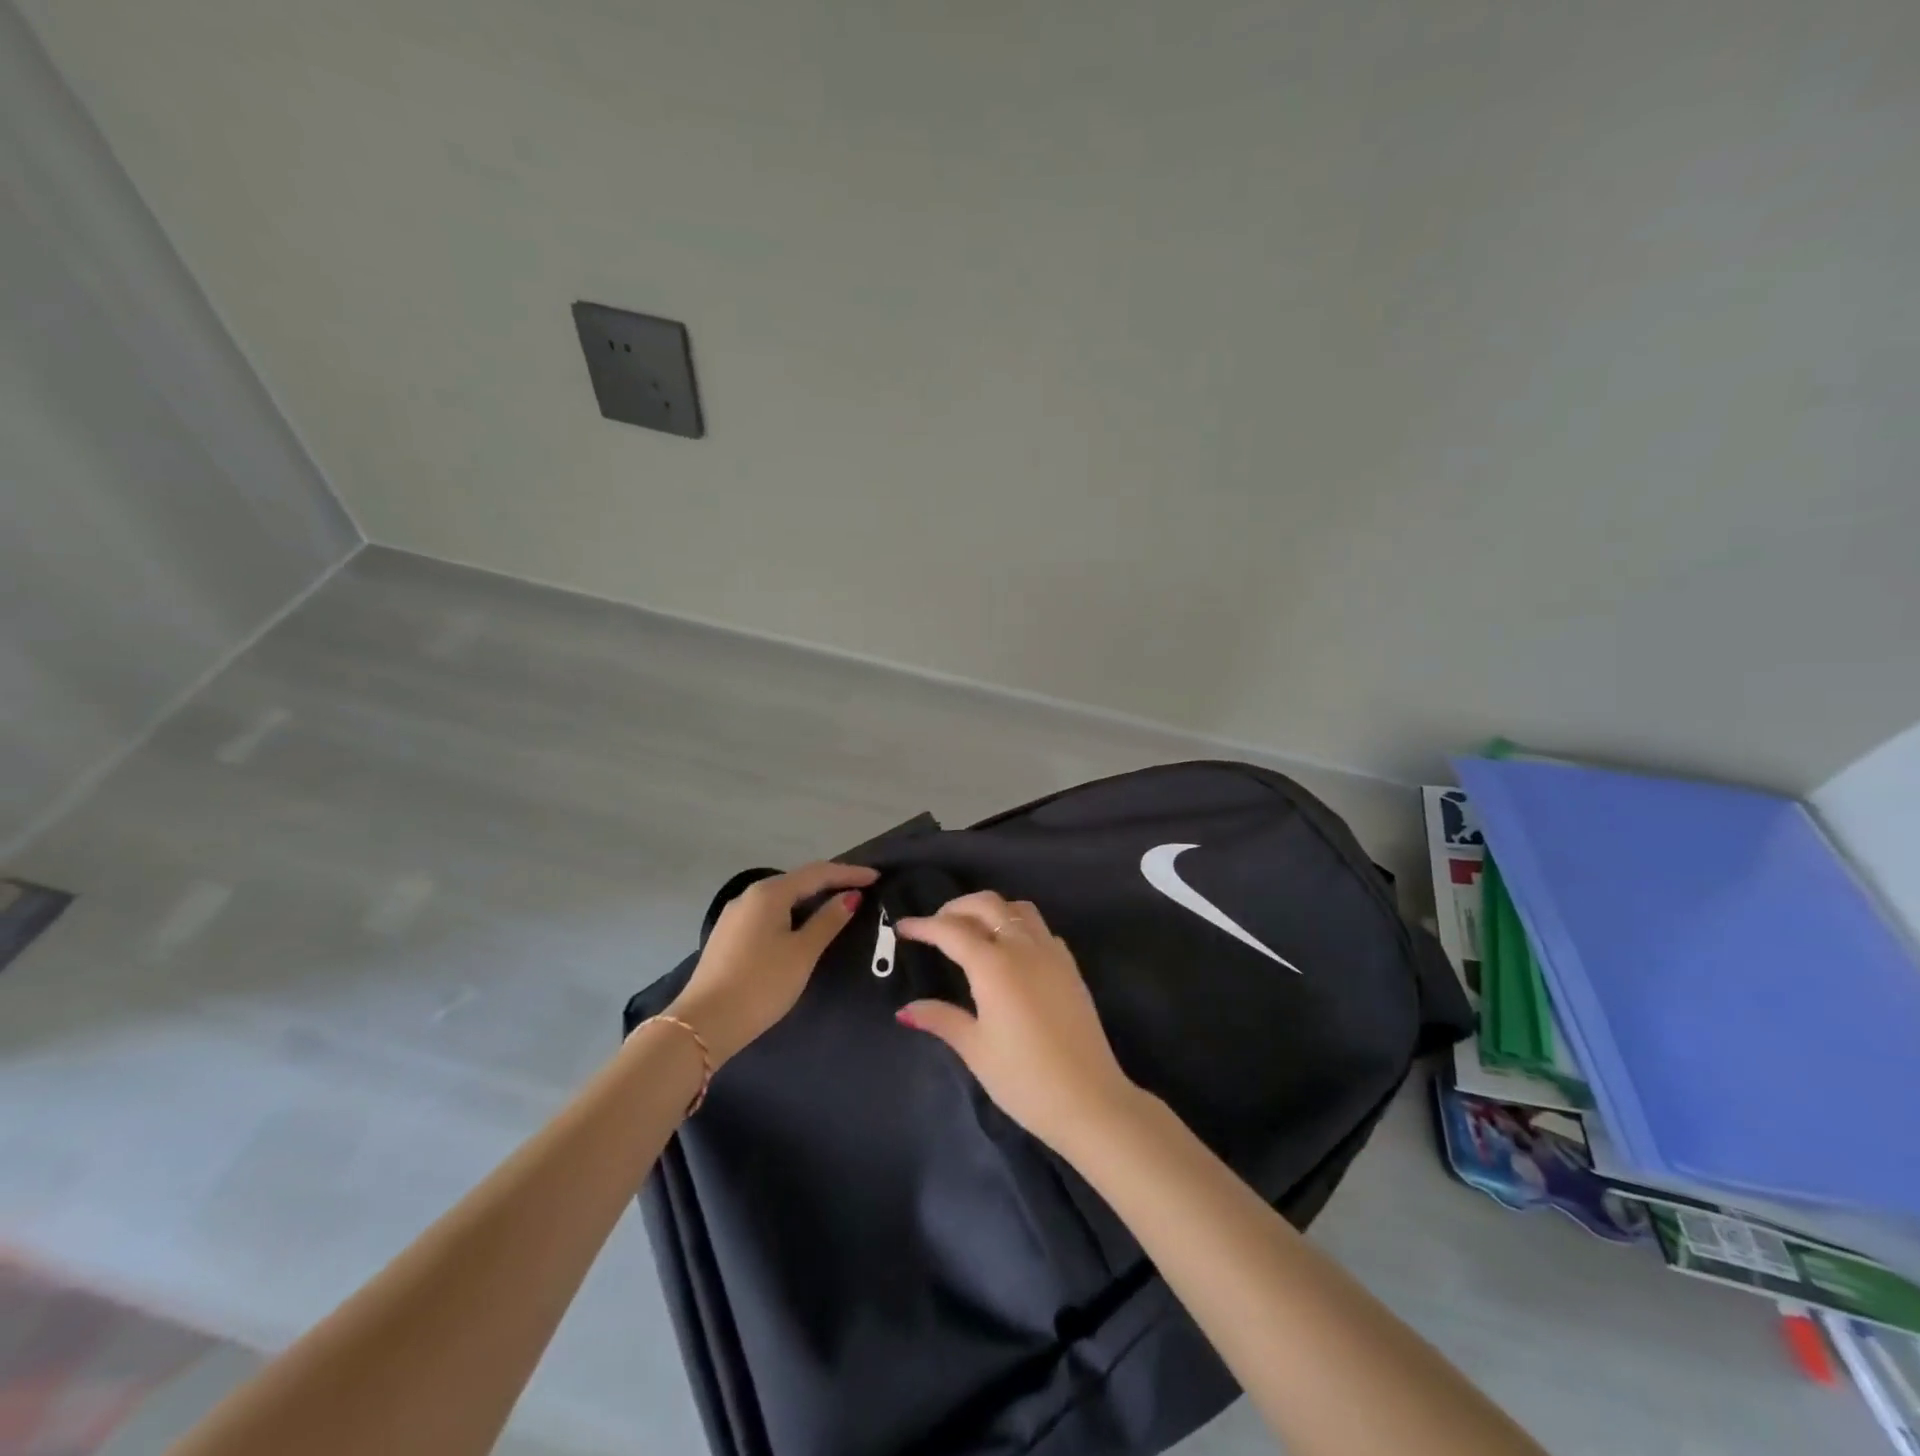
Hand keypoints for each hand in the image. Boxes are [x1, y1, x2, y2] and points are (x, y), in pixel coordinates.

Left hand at [668, 861, 877, 1065]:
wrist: (704, 1025)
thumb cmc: (761, 984)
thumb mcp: (802, 953)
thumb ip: (828, 921)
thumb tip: (850, 896)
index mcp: (770, 893)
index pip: (818, 873)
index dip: (849, 873)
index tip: (876, 877)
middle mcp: (749, 895)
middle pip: (798, 880)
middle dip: (830, 882)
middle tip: (861, 889)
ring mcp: (735, 915)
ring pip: (782, 897)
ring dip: (811, 898)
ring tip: (837, 905)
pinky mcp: (728, 935)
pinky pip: (769, 913)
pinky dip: (792, 913)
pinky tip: (803, 926)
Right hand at [896, 891, 1139, 1153]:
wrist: (1090, 1099)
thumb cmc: (1024, 1078)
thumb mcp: (975, 1049)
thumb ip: (941, 1019)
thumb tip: (906, 1010)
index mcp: (994, 965)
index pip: (951, 931)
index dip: (924, 926)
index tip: (902, 927)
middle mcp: (1023, 947)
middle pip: (986, 904)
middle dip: (956, 907)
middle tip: (935, 926)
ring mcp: (1052, 953)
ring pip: (1017, 908)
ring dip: (990, 909)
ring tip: (971, 930)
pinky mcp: (1070, 966)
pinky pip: (1040, 928)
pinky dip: (1018, 925)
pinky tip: (1010, 950)